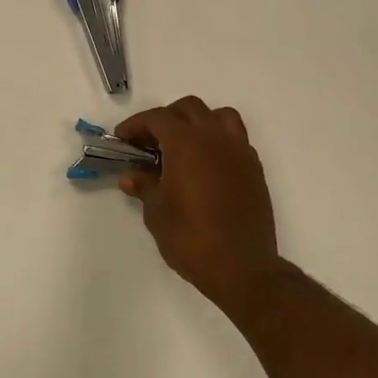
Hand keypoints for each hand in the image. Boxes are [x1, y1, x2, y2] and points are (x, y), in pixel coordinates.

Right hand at [116, 97, 282, 323]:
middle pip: (189, 108)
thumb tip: (131, 176)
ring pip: (219, 116)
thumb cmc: (191, 238)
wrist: (242, 268)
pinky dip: (218, 140)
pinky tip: (206, 164)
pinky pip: (236, 138)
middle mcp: (215, 138)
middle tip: (150, 141)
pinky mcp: (254, 169)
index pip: (157, 118)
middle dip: (166, 117)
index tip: (122, 138)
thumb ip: (144, 186)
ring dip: (198, 121)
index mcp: (186, 143)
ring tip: (184, 144)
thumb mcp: (157, 213)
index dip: (136, 125)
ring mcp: (239, 151)